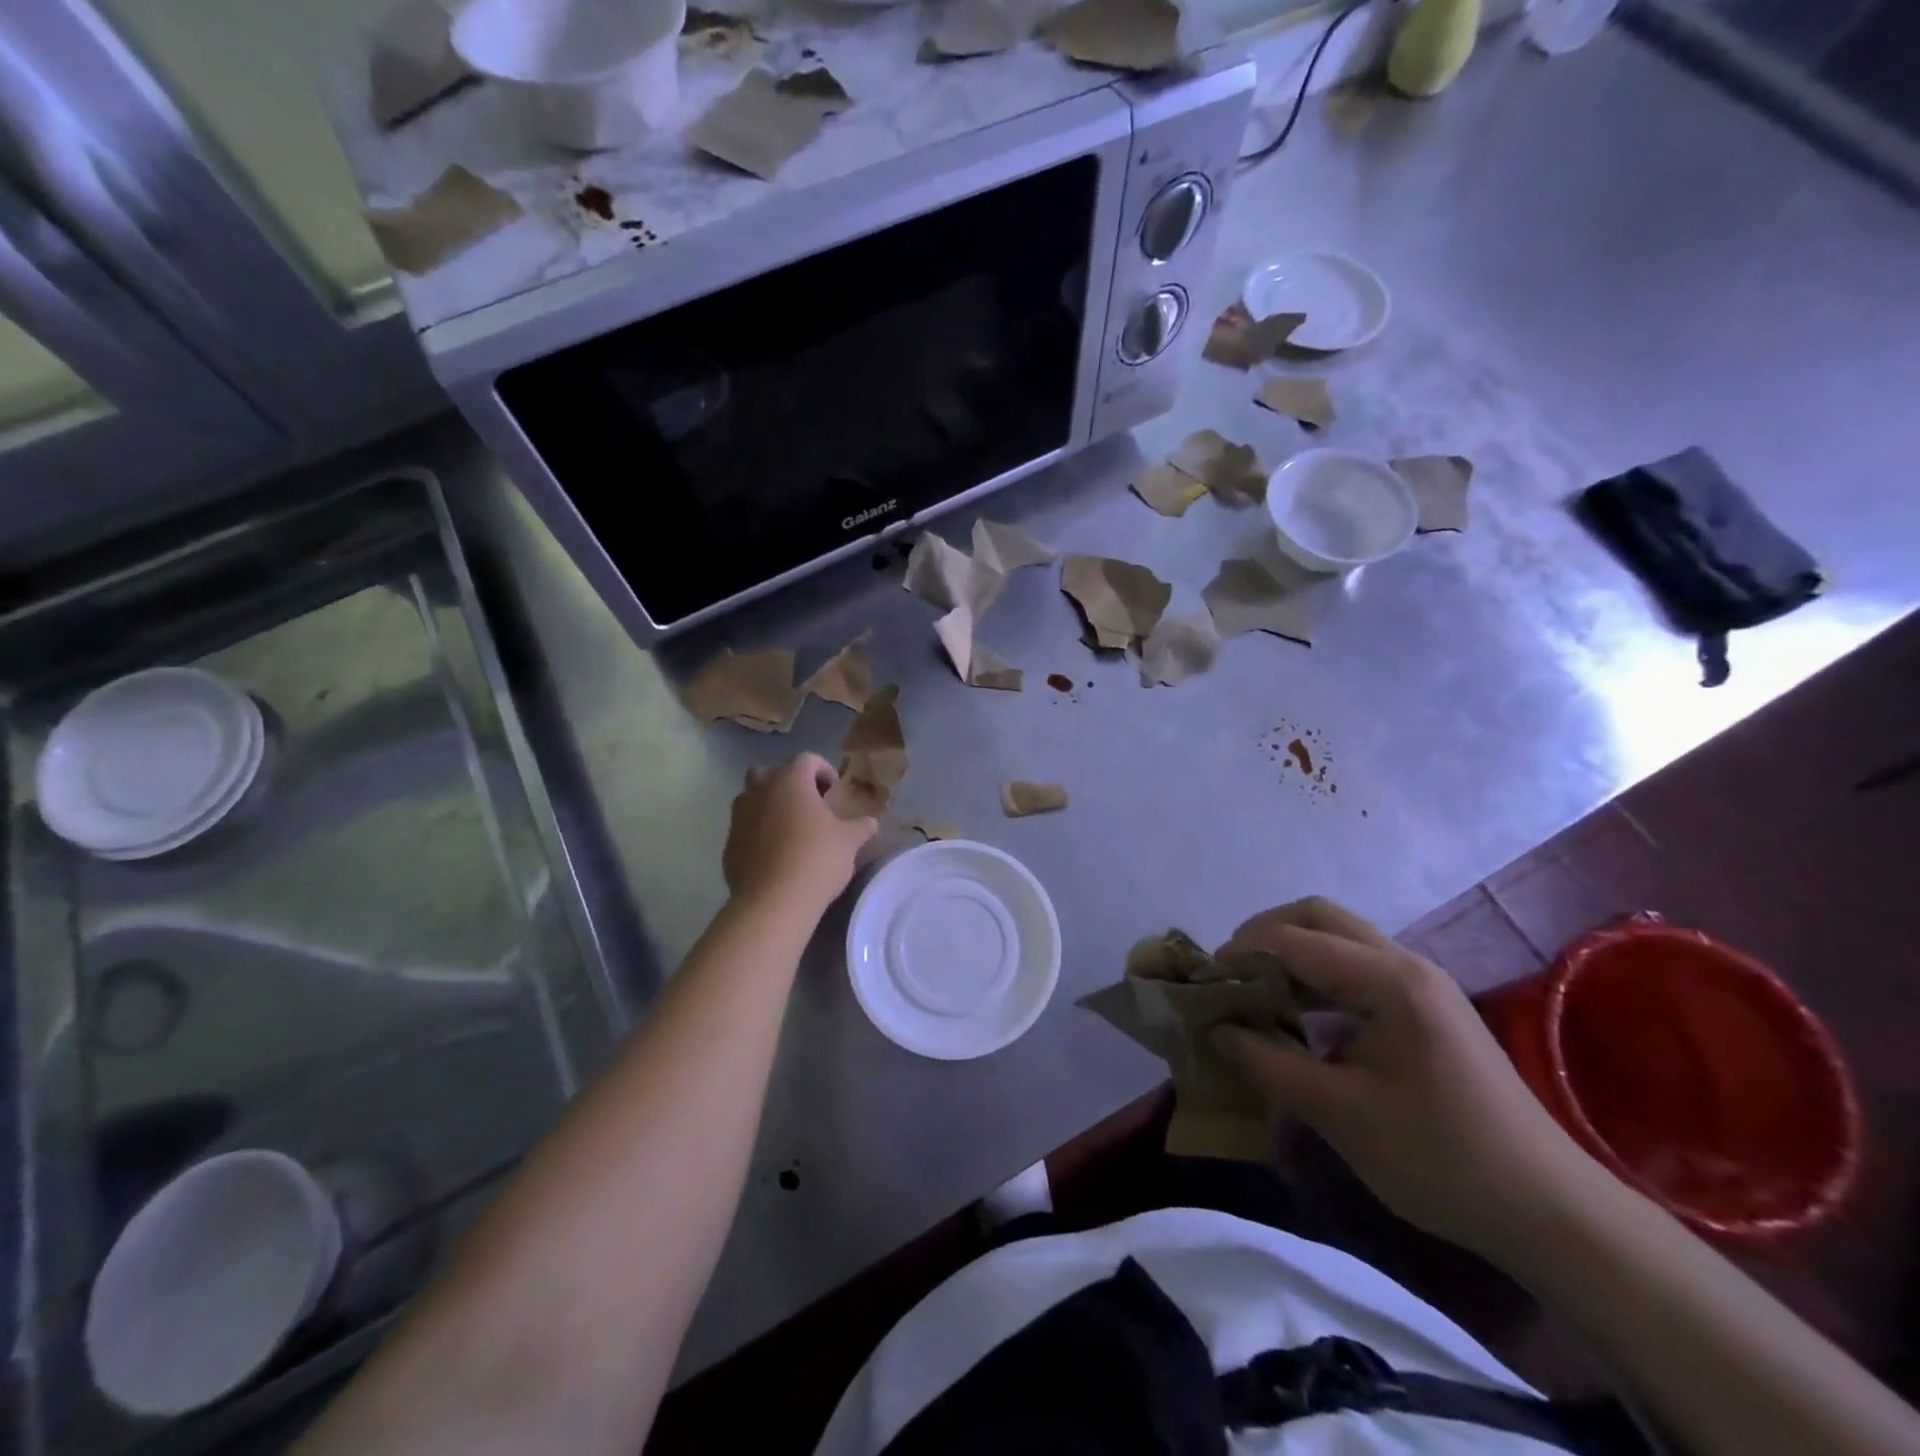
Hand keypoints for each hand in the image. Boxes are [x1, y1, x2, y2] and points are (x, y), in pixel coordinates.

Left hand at [723, 754, 877, 918]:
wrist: (773, 901)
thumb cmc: (817, 859)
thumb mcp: (849, 842)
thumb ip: (860, 827)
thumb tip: (871, 822)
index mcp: (791, 781)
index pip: (807, 759)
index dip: (823, 770)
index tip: (834, 790)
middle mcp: (760, 790)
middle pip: (770, 772)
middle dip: (787, 782)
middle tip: (807, 804)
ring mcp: (739, 816)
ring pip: (751, 798)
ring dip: (768, 805)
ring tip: (789, 828)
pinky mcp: (729, 843)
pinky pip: (744, 827)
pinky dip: (756, 832)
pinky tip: (774, 854)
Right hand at [1213, 897, 1595, 1259]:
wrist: (1550, 1211)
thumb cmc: (1441, 1159)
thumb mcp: (1340, 1114)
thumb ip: (1269, 1063)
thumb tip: (1217, 1030)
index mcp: (1388, 980)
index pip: (1293, 940)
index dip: (1240, 954)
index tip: (1204, 983)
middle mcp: (1405, 964)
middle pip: (1318, 916)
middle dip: (1264, 934)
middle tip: (1229, 972)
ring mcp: (1421, 983)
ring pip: (1339, 938)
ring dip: (1290, 952)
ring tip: (1254, 991)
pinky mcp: (1426, 1007)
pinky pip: (1357, 968)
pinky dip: (1316, 976)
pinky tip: (1298, 1015)